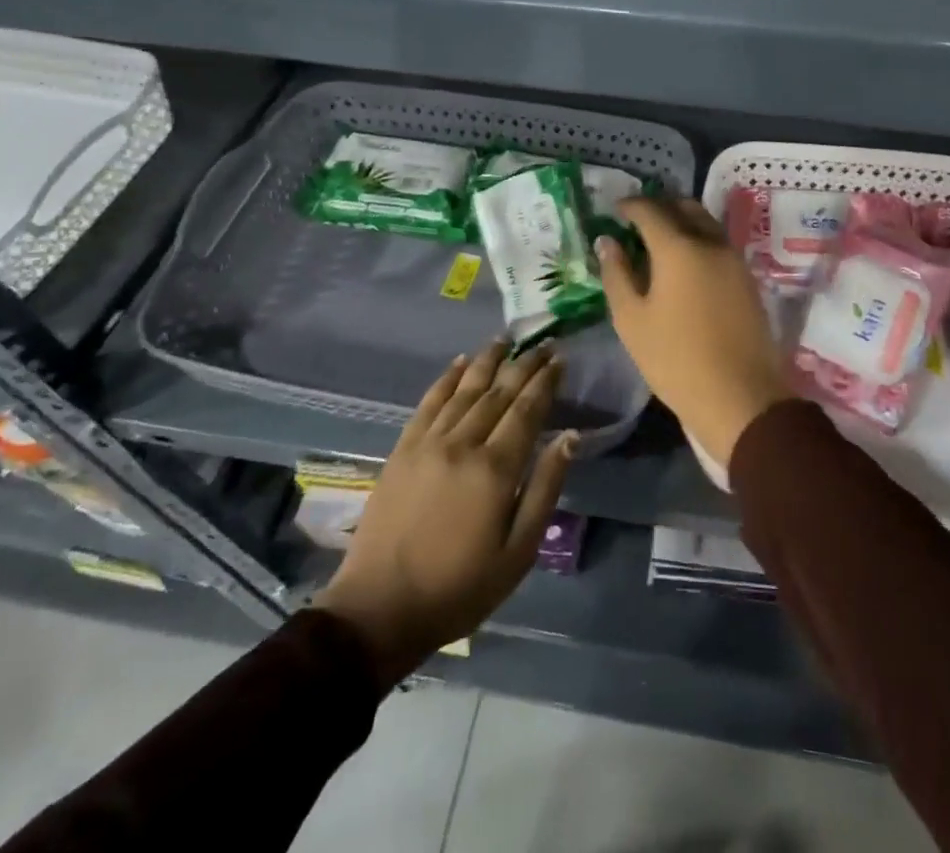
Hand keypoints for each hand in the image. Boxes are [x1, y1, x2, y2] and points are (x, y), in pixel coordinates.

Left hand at [311, 340, 576, 684]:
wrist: (379, 609)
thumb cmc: (459, 588)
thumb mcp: (518, 552)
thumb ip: (545, 488)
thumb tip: (570, 437)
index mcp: (495, 469)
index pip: (527, 410)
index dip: (546, 381)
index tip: (560, 358)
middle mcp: (463, 443)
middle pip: (499, 392)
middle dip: (524, 364)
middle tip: (543, 342)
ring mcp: (428, 443)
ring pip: (465, 389)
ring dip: (487, 361)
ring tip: (505, 339)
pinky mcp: (403, 449)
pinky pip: (429, 402)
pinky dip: (446, 379)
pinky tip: (459, 363)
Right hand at [596, 197, 790, 471]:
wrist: (740, 396)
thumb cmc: (675, 360)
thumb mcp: (632, 320)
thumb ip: (616, 274)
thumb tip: (607, 242)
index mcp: (678, 248)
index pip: (650, 210)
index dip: (630, 206)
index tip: (615, 210)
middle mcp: (710, 242)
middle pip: (684, 207)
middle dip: (659, 206)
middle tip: (637, 221)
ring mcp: (734, 259)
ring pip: (706, 222)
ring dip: (682, 221)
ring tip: (659, 241)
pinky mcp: (747, 278)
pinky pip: (718, 243)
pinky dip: (698, 239)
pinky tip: (684, 263)